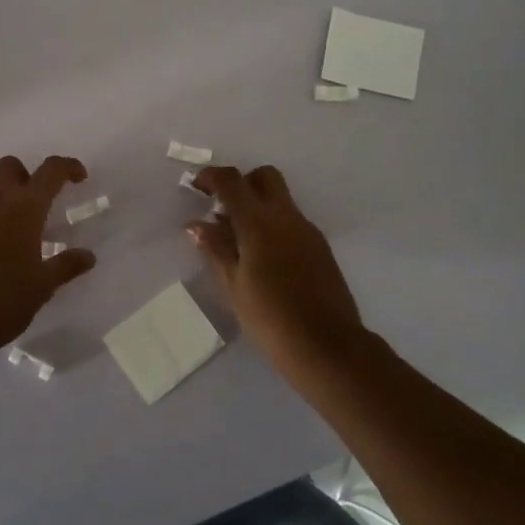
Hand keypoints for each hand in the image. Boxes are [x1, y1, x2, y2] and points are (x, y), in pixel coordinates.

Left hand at [0, 155, 96, 371]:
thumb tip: (87, 256)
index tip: (79, 177)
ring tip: (15, 239)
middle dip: (27, 176)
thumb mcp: (42, 286)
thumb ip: (66, 266)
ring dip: (4, 203)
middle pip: (10, 167)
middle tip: (39, 204)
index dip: (67, 167)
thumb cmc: (2, 301)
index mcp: (23, 208)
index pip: (50, 170)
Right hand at [188, 165, 366, 367]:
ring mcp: (308, 230)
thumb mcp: (233, 286)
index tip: (196, 188)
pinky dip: (273, 225)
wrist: (328, 347)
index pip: (232, 181)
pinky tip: (263, 259)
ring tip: (238, 242)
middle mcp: (286, 217)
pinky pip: (292, 221)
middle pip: (264, 177)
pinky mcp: (320, 247)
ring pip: (281, 199)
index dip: (211, 177)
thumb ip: (215, 249)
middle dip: (241, 184)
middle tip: (223, 211)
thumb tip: (197, 225)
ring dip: (258, 206)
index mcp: (259, 223)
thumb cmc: (271, 319)